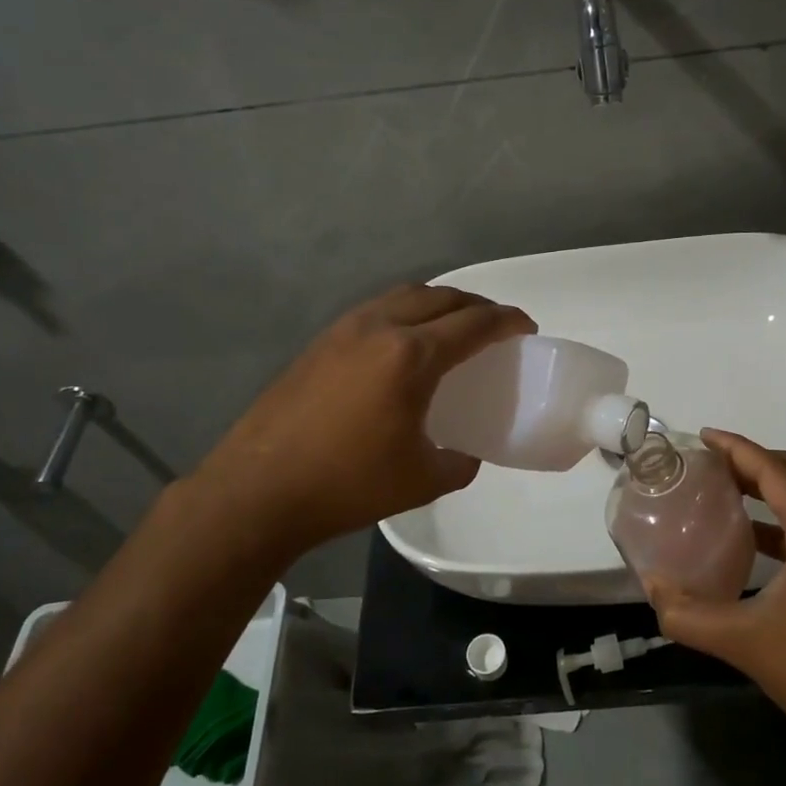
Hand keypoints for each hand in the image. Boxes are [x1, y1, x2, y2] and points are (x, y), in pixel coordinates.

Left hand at [193, 285, 534, 556]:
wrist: (259, 490)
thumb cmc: (347, 484)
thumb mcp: (422, 480)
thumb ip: (459, 462)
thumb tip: (466, 454)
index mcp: (411, 356)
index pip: (474, 324)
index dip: (507, 321)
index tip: (526, 327)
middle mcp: (380, 328)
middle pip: (441, 297)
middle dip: (476, 305)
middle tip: (495, 327)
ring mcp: (344, 330)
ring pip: (404, 296)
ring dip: (438, 303)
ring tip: (452, 328)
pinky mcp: (320, 342)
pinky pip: (376, 310)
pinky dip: (405, 312)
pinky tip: (403, 344)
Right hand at [643, 429, 785, 736]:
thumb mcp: (742, 641)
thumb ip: (687, 615)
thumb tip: (652, 589)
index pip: (774, 470)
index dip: (737, 448)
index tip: (702, 436)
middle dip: (751, 459)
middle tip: (708, 461)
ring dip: (768, 483)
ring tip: (724, 487)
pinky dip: (780, 513)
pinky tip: (750, 534)